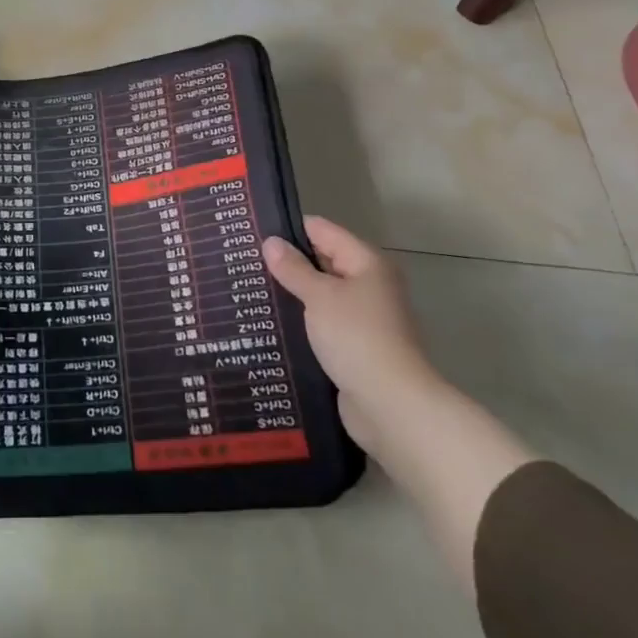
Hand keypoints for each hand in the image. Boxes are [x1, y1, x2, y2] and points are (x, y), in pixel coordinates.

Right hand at [263, 216, 440, 446]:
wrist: (393, 407)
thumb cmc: (357, 338)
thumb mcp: (319, 296)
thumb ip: (293, 268)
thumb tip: (271, 242)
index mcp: (366, 263)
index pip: (321, 230)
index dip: (288, 229)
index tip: (252, 232)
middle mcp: (368, 285)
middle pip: (322, 261)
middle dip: (287, 262)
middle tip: (244, 261)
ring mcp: (363, 318)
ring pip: (320, 295)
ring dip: (292, 294)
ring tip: (250, 290)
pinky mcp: (354, 347)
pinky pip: (322, 323)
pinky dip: (301, 322)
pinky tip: (270, 323)